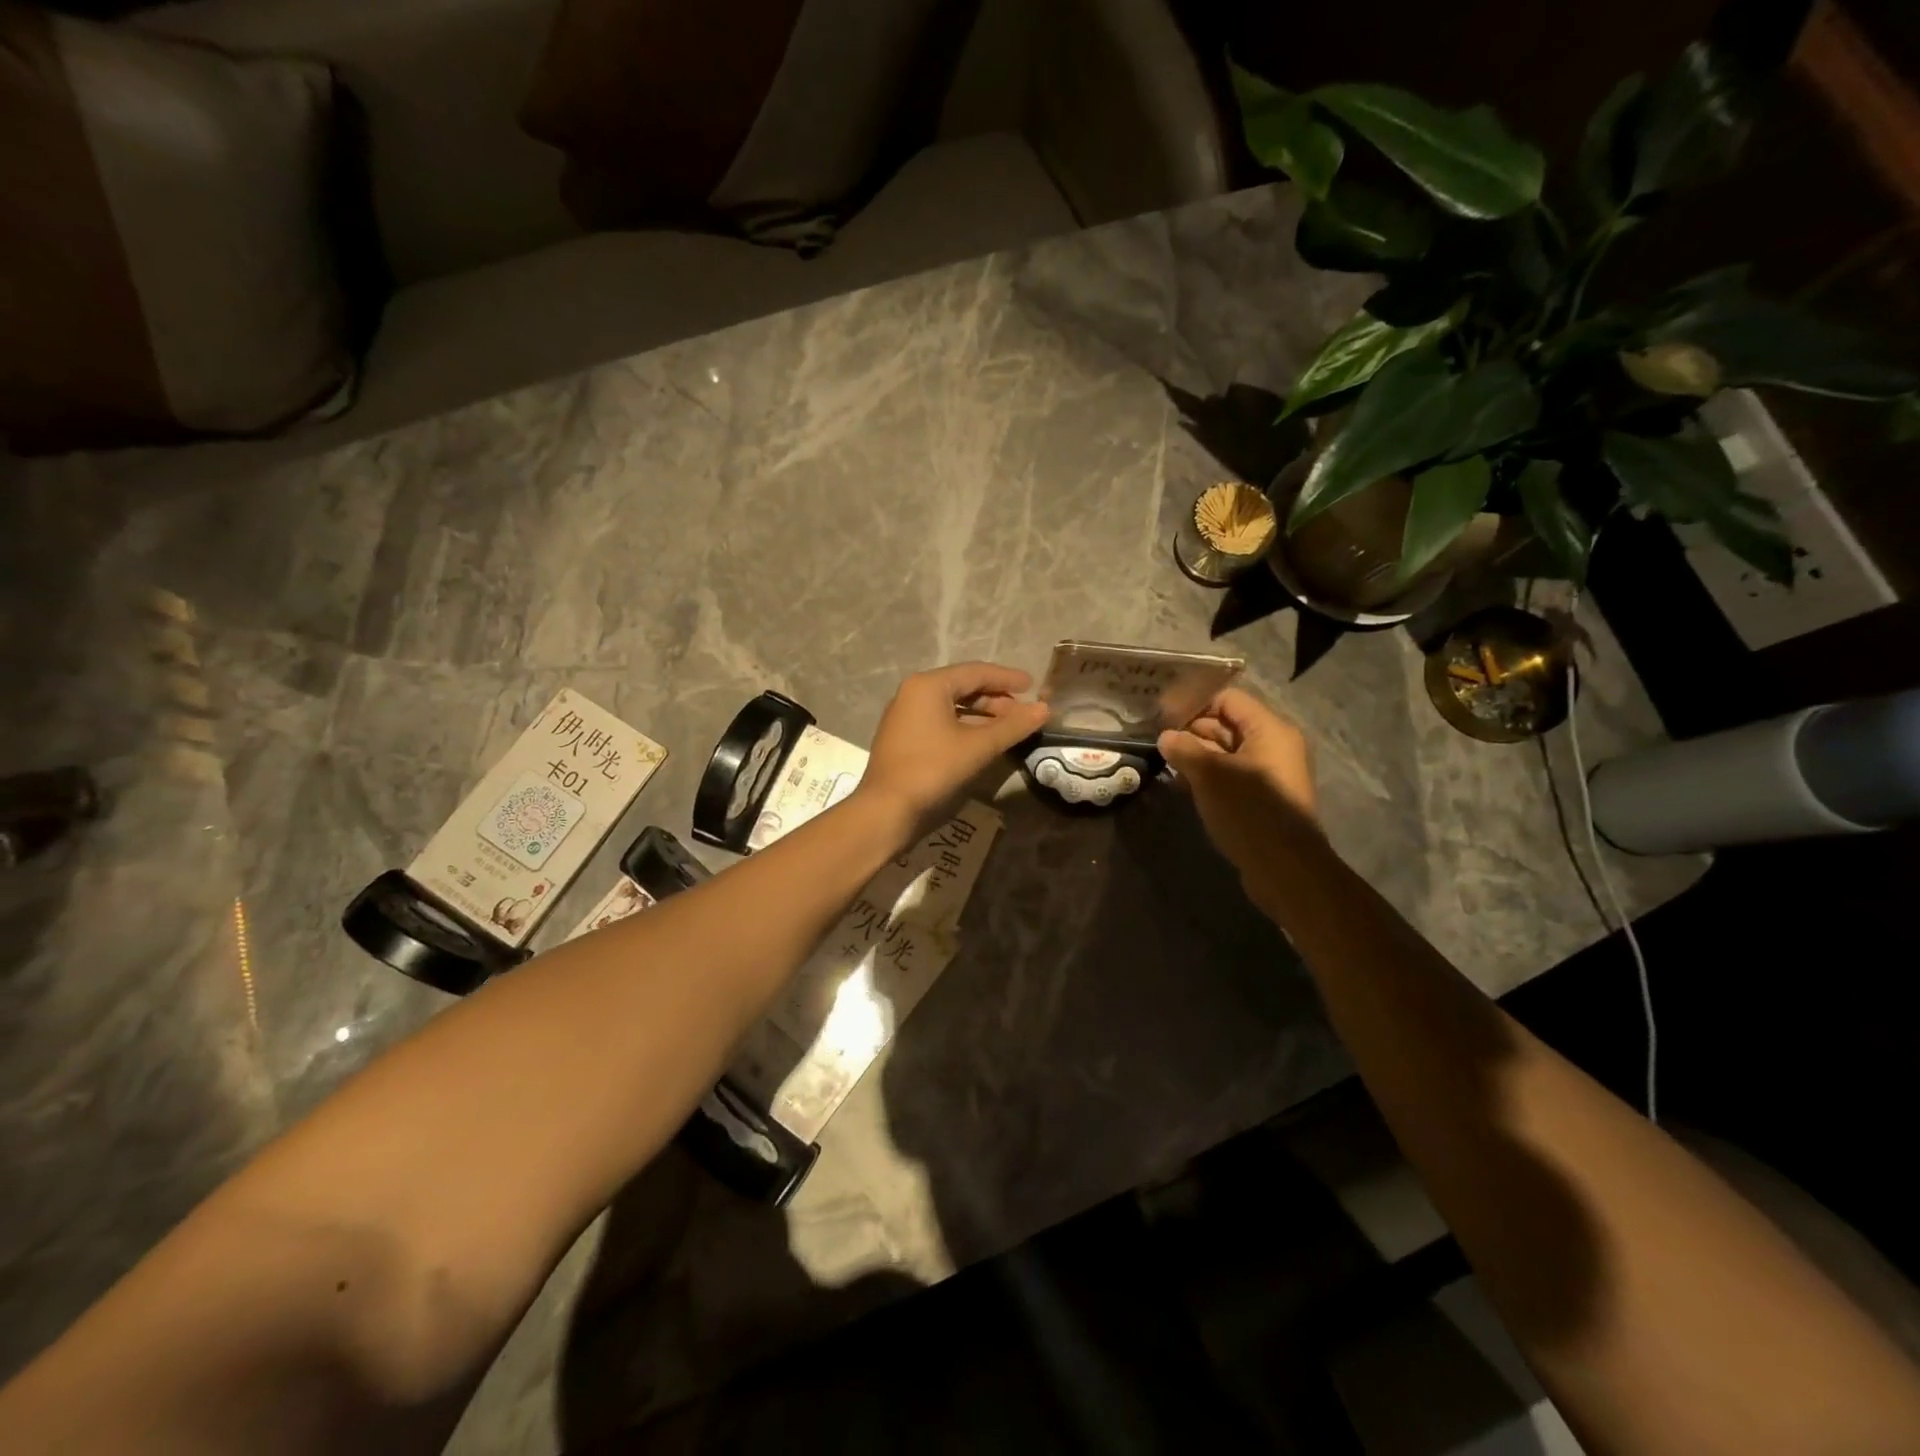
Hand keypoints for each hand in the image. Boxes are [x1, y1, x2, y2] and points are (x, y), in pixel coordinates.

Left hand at [858, 662, 1050, 831]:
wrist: (886, 810)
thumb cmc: (932, 770)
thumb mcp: (978, 747)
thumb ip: (1013, 726)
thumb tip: (1045, 709)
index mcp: (928, 685)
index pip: (976, 672)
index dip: (1007, 678)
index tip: (1033, 685)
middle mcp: (913, 693)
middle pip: (962, 687)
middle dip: (996, 698)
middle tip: (1023, 713)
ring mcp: (905, 716)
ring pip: (952, 706)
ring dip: (982, 715)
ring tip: (1009, 728)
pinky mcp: (904, 738)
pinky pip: (941, 722)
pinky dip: (965, 727)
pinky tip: (983, 742)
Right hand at [1157, 687, 1319, 887]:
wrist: (1285, 869)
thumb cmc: (1249, 811)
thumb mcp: (1210, 775)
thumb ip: (1184, 749)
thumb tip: (1165, 737)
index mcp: (1270, 730)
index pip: (1228, 699)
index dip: (1195, 703)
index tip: (1162, 715)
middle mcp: (1274, 746)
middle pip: (1227, 725)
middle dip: (1192, 732)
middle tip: (1156, 740)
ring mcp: (1269, 774)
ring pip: (1226, 753)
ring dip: (1196, 756)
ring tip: (1163, 763)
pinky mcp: (1262, 799)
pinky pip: (1231, 777)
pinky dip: (1208, 777)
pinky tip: (1181, 787)